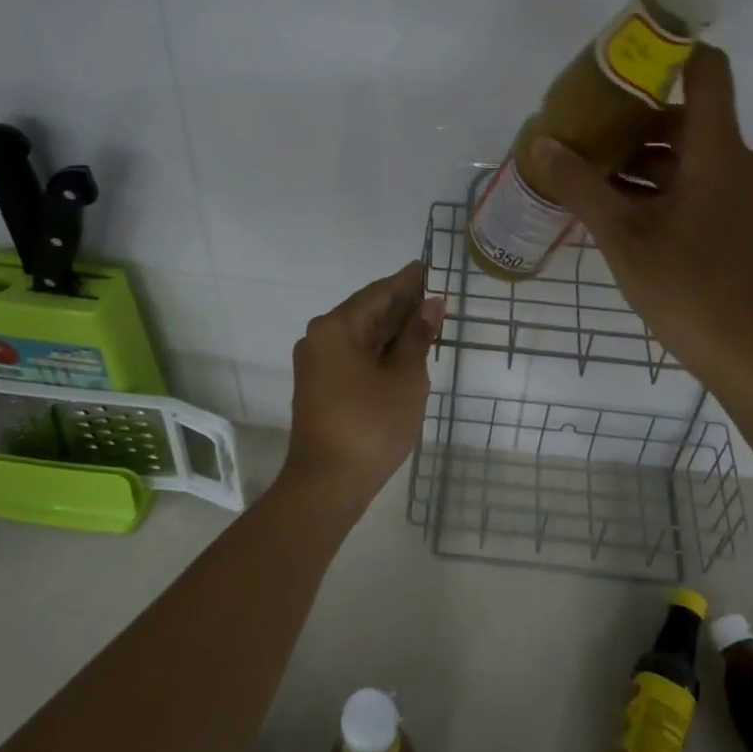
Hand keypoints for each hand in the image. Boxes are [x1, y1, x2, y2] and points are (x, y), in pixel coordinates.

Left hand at [282, 260, 444, 513]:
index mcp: (337, 327)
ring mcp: (318, 363)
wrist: (328, 484)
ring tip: (426, 318)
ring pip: (362, 335)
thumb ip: (418, 336)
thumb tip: (431, 303)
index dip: (407, 281)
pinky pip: (355, 354)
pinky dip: (380, 349)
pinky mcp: (321, 385)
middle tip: (434, 293)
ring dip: (393, 328)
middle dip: (401, 304)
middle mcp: (321, 338)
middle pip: (368, 311)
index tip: (427, 267)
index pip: (379, 293)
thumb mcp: (405, 377)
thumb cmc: (371, 424)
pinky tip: (404, 349)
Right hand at [532, 46, 752, 386]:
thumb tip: (542, 144)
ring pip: (686, 153)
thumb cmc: (685, 284)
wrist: (743, 351)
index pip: (707, 70)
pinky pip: (693, 182)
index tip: (622, 58)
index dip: (670, 51)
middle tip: (584, 124)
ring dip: (640, 157)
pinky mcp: (733, 219)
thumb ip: (580, 185)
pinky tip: (614, 205)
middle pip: (685, 114)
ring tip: (587, 168)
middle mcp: (736, 161)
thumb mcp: (622, 233)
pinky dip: (656, 184)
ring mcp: (738, 192)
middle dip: (632, 117)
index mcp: (717, 150)